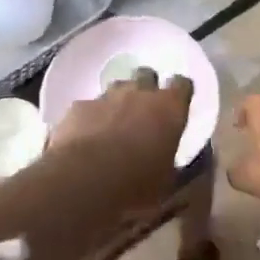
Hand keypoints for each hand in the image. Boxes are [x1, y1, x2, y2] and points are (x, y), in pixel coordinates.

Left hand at [50, 68, 193, 204]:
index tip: (177, 105)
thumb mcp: (167, 182)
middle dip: (146, 88)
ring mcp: (105, 97)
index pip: (182, 84)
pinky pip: (88, 106)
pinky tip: (86, 137)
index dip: (179, 92)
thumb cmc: (136, 184)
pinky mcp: (78, 107)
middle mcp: (139, 93)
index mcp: (169, 109)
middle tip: (144, 112)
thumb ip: (172, 164)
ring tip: (114, 125)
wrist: (84, 179)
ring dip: (118, 101)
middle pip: (146, 75)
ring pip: (116, 87)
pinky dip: (90, 118)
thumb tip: (173, 162)